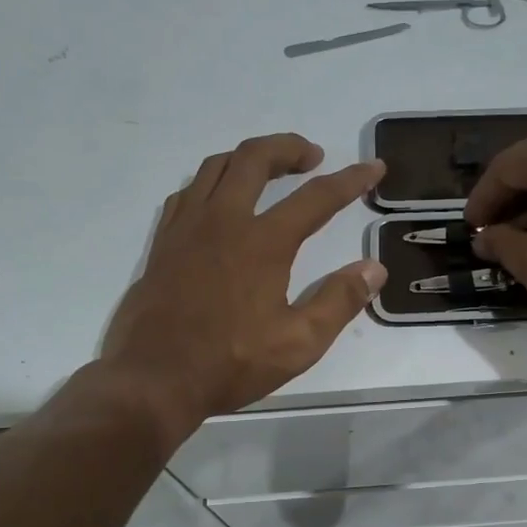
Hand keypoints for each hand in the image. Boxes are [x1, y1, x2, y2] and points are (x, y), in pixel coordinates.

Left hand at [96, 133, 386, 441]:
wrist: (153, 379)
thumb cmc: (230, 364)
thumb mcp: (299, 343)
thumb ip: (339, 301)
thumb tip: (373, 268)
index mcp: (262, 243)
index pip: (316, 197)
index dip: (350, 180)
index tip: (373, 167)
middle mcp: (223, 221)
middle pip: (255, 159)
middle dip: (289, 148)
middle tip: (312, 157)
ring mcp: (186, 228)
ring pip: (216, 166)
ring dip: (248, 158)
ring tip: (269, 170)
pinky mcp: (163, 243)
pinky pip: (188, 192)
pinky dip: (212, 182)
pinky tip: (220, 201)